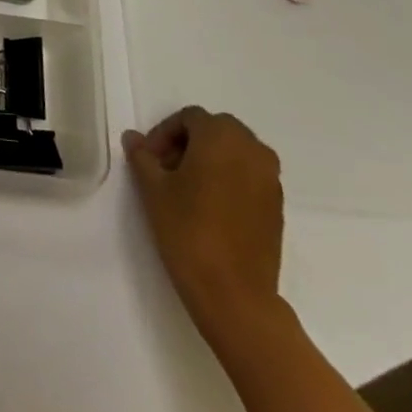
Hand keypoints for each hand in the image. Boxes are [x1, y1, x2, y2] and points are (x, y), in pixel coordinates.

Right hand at [122, 107, 284, 341]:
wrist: (233, 292)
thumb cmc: (188, 230)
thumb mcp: (153, 189)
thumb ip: (142, 157)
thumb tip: (134, 138)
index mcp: (221, 138)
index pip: (190, 118)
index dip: (164, 133)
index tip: (149, 159)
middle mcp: (253, 150)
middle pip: (217, 130)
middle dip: (189, 142)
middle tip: (166, 168)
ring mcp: (270, 179)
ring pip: (237, 152)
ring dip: (212, 158)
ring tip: (187, 187)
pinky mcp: (277, 206)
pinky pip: (250, 175)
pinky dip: (230, 178)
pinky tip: (210, 206)